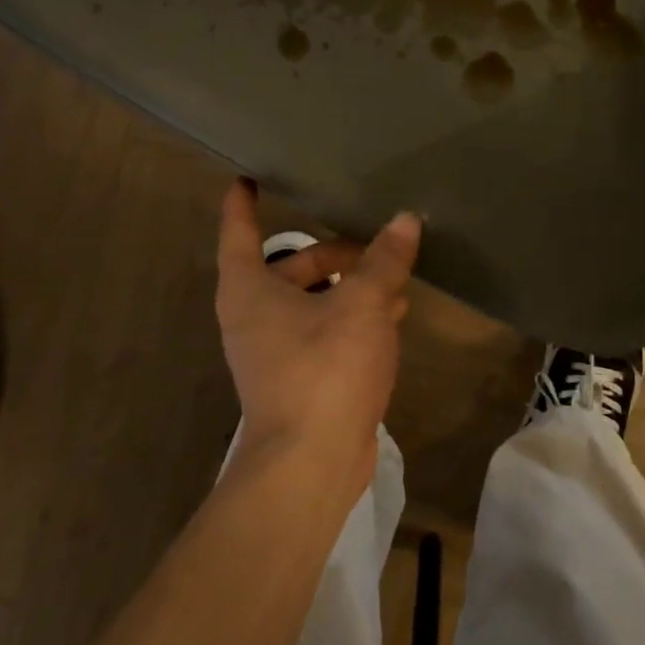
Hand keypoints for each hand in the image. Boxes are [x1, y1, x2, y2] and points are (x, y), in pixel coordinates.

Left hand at [214, 180, 420, 489]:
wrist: (311, 464)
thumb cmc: (325, 369)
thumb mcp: (362, 305)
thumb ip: (384, 261)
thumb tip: (405, 220)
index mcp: (250, 291)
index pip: (239, 233)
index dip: (242, 205)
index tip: (247, 180)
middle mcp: (255, 317)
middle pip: (292, 267)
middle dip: (334, 253)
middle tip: (378, 244)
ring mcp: (276, 352)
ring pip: (314, 302)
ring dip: (351, 287)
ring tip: (396, 279)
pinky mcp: (301, 379)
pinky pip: (326, 332)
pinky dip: (353, 319)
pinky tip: (393, 317)